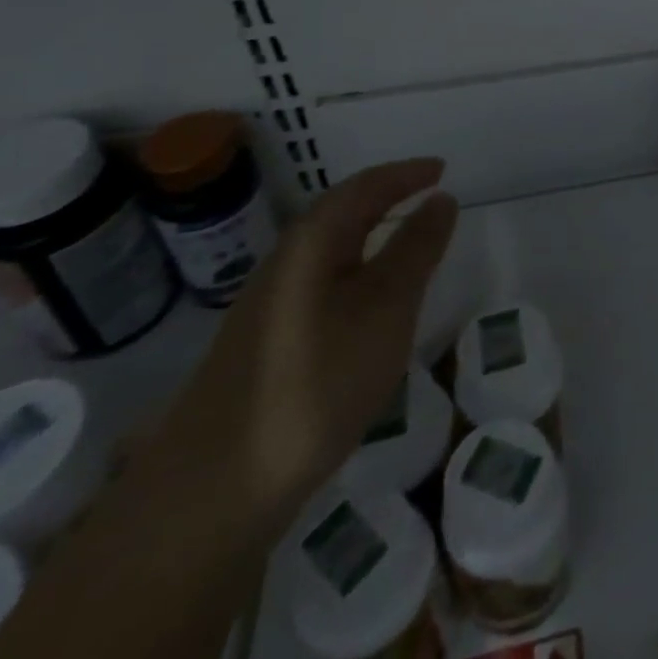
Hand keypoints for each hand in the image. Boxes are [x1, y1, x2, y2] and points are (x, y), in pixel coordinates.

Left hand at [147, 158, 459, 532]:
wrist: (215, 489)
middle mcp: (285, 264)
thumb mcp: (387, 307)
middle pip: (341, 215)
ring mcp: (269, 307)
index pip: (364, 187)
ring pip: (329, 253)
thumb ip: (416, 249)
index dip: (406, 174)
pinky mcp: (264, 346)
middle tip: (429, 198)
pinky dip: (356, 274)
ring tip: (409, 245)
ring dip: (371, 237)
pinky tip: (368, 307)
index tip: (442, 169)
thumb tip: (440, 199)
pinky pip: (321, 286)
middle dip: (386, 199)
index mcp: (312, 243)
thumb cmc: (318, 380)